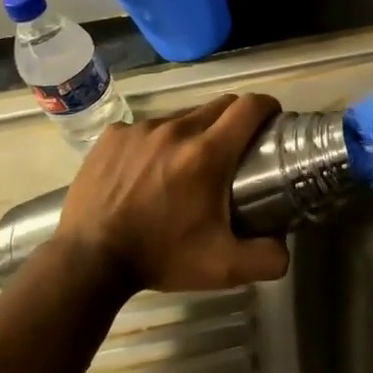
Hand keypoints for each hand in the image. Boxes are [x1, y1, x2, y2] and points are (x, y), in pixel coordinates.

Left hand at [55, 93, 290, 293]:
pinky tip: (147, 170)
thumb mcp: (222, 267)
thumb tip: (285, 247)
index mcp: (207, 154)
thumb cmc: (159, 258)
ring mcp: (140, 130)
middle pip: (220, 105)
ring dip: (194, 132)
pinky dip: (156, 142)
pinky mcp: (113, 135)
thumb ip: (266, 258)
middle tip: (234, 149)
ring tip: (187, 165)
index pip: (249, 106)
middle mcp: (176, 130)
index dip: (267, 107)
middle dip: (234, 119)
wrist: (87, 262)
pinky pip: (147, 128)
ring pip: (183, 116)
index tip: (271, 120)